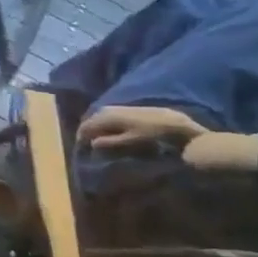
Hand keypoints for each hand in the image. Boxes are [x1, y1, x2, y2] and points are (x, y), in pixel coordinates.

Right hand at [76, 105, 207, 150]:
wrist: (177, 124)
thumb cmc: (152, 136)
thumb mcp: (129, 142)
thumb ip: (109, 142)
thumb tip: (92, 143)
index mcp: (106, 116)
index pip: (85, 126)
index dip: (81, 138)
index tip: (82, 149)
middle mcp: (109, 109)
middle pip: (91, 119)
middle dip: (88, 131)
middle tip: (88, 144)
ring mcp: (119, 107)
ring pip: (100, 116)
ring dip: (97, 127)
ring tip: (99, 139)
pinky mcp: (129, 108)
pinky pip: (110, 115)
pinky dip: (107, 123)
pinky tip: (112, 131)